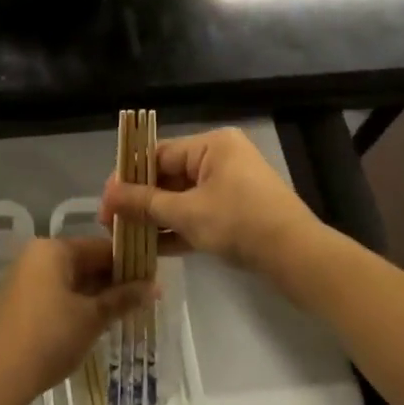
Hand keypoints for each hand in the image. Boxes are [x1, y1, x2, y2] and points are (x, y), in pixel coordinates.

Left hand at [0, 237, 154, 404]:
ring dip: (97, 294)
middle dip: (113, 280)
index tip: (153, 278)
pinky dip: (77, 303)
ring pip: (71, 279)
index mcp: (52, 249)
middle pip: (84, 261)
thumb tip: (155, 287)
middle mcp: (36, 256)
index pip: (100, 247)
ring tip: (126, 311)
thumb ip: (123, 298)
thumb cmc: (50, 337)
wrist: (0, 375)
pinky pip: (56, 293)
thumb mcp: (92, 317)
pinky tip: (97, 321)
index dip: (129, 262)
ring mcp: (25, 278)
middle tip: (144, 297)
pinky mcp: (20, 302)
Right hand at [98, 127, 325, 291]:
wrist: (298, 258)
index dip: (128, 176)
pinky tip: (150, 249)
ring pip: (181, 199)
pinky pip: (197, 214)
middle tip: (112, 223)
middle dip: (140, 201)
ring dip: (155, 218)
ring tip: (125, 237)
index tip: (105, 200)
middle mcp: (220, 159)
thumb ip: (144, 203)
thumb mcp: (186, 213)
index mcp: (211, 145)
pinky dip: (177, 229)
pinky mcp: (236, 213)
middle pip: (168, 176)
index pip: (158, 153)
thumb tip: (107, 196)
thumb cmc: (240, 223)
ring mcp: (229, 187)